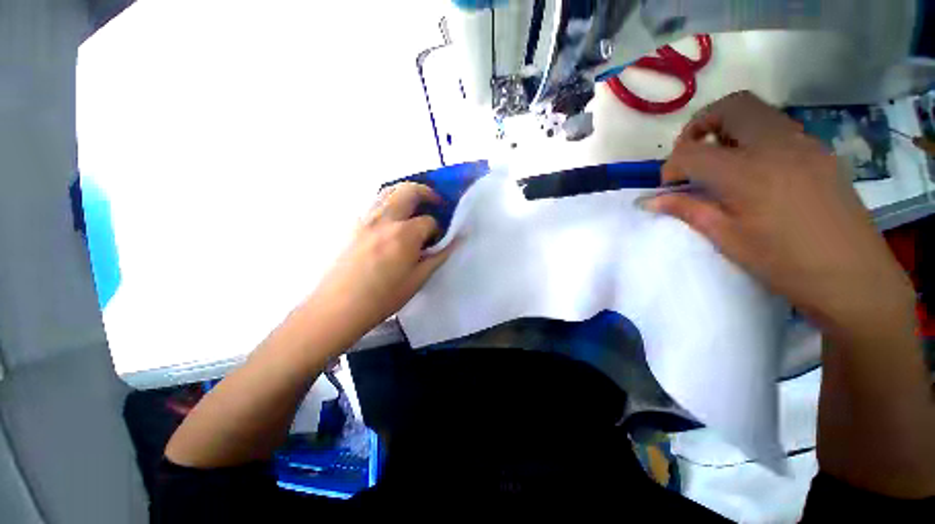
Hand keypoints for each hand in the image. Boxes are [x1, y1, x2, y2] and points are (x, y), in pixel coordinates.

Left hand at [306, 183, 454, 342]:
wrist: (339, 306)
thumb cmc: (383, 297)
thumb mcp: (418, 279)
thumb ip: (438, 256)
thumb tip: (455, 241)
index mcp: (405, 234)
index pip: (429, 221)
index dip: (438, 229)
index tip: (438, 240)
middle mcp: (386, 219)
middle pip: (409, 190)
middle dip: (427, 193)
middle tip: (436, 203)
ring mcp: (366, 219)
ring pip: (389, 190)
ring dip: (406, 192)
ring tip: (415, 205)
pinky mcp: (353, 224)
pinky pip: (375, 202)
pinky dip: (389, 200)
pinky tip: (393, 217)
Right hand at [647, 91, 913, 333]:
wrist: (853, 277)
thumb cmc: (784, 262)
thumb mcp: (727, 238)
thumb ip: (687, 210)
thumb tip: (649, 201)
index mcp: (747, 172)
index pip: (691, 151)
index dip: (671, 166)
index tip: (670, 187)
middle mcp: (776, 145)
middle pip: (730, 107)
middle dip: (700, 126)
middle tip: (691, 157)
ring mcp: (804, 143)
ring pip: (757, 112)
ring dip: (727, 128)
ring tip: (720, 164)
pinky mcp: (819, 150)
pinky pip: (778, 128)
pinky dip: (753, 138)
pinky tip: (753, 170)